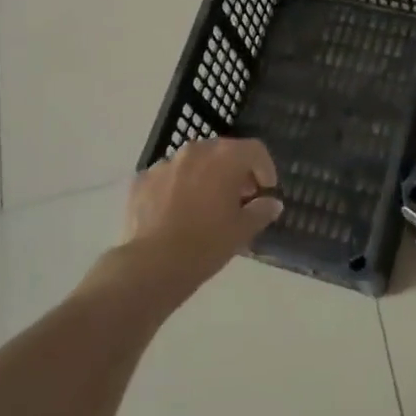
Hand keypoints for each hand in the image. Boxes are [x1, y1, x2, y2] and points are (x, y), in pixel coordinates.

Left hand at [118, 137, 282, 305]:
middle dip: (235, 171)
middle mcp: (195, 151)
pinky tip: (178, 213)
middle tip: (240, 197)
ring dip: (205, 177)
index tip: (266, 191)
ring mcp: (165, 164)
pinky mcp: (142, 180)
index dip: (265, 168)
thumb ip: (262, 211)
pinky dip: (178, 187)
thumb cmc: (207, 243)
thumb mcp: (243, 230)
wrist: (153, 264)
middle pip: (223, 152)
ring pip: (193, 163)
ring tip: (207, 205)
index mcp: (224, 157)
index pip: (255, 150)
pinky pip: (168, 177)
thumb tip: (272, 203)